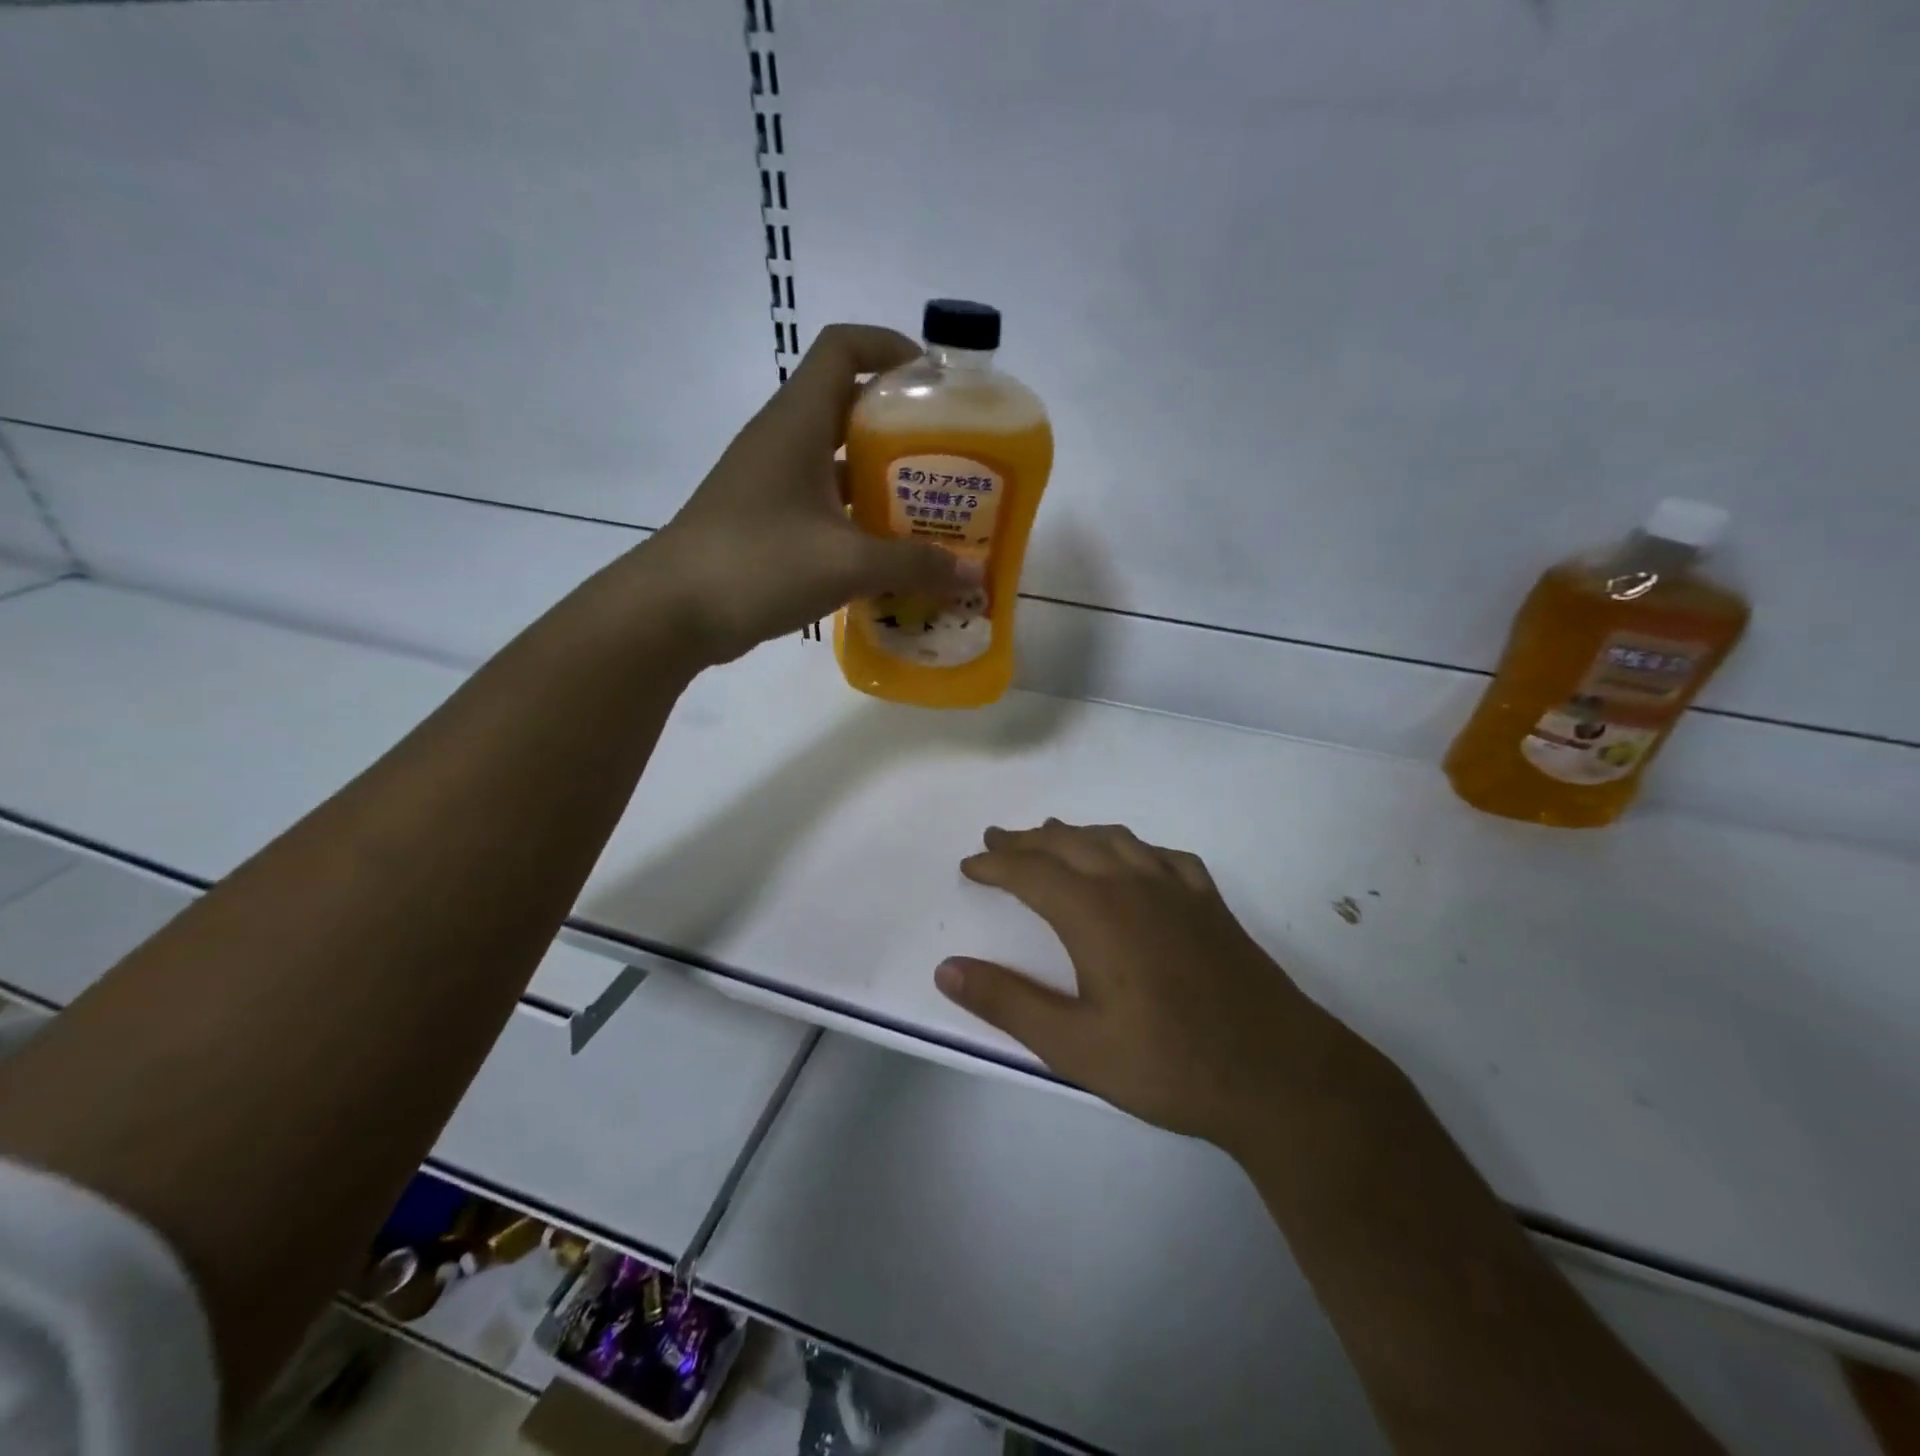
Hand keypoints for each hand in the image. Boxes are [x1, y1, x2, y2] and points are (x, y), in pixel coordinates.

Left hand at [645, 323, 978, 663]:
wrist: (672, 612)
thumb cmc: (759, 564)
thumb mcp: (847, 564)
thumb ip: (914, 566)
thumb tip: (972, 575)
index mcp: (797, 422)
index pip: (843, 348)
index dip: (891, 347)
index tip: (937, 382)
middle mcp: (783, 441)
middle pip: (849, 408)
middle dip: (902, 429)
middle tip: (950, 461)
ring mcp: (771, 483)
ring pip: (837, 463)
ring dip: (882, 482)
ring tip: (931, 512)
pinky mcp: (766, 522)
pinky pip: (824, 505)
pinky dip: (858, 520)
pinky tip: (889, 555)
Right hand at [935, 820, 1337, 1148]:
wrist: (1277, 1075)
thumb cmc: (1168, 1064)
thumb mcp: (1074, 1046)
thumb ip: (1008, 1003)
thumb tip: (947, 968)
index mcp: (1096, 913)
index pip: (1031, 873)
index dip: (995, 865)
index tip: (969, 865)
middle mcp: (1133, 885)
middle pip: (1069, 845)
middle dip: (1027, 841)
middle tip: (996, 839)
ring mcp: (1177, 890)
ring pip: (1116, 841)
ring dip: (1076, 834)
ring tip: (1052, 834)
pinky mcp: (1210, 904)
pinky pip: (1164, 857)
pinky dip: (1134, 848)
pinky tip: (1135, 860)